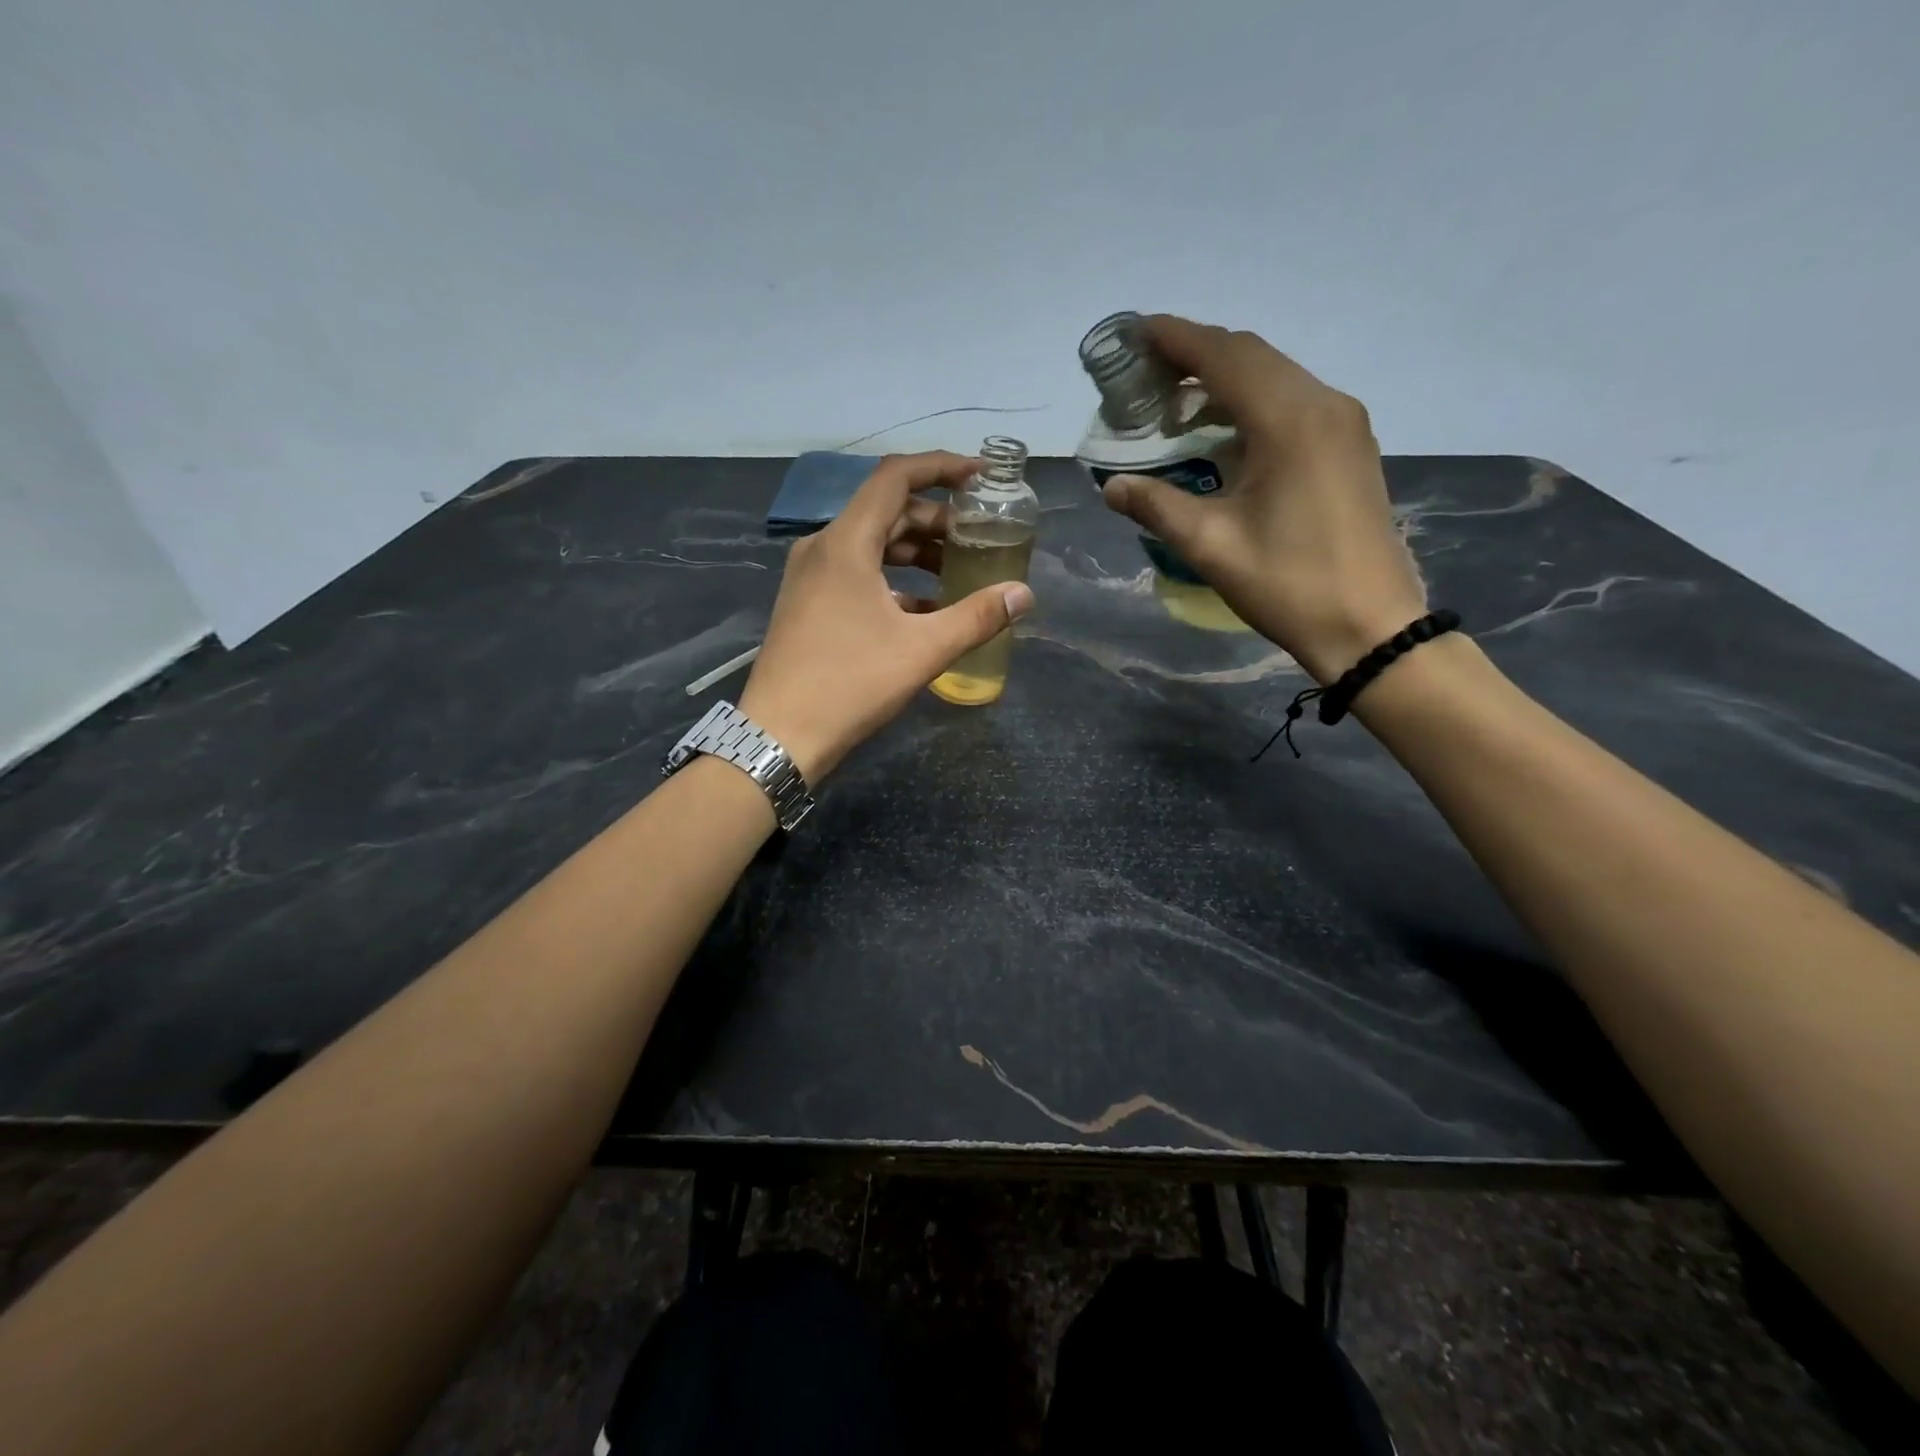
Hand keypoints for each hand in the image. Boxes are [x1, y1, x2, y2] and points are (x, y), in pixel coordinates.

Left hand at [739, 451, 1034, 781]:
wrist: (779, 735)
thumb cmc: (850, 684)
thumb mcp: (921, 650)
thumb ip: (976, 617)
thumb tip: (1023, 594)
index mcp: (846, 542)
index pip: (895, 477)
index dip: (941, 467)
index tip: (980, 478)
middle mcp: (823, 548)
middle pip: (886, 511)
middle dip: (936, 519)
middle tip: (979, 536)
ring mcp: (811, 577)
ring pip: (872, 545)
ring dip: (916, 552)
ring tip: (959, 572)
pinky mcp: (808, 604)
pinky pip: (857, 574)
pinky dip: (894, 580)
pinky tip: (926, 609)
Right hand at [1099, 316, 1426, 682]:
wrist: (1369, 625)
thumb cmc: (1288, 585)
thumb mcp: (1210, 546)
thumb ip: (1156, 506)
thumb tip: (1111, 487)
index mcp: (1288, 420)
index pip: (1223, 356)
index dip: (1175, 338)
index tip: (1133, 333)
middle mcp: (1323, 404)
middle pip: (1251, 356)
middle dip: (1195, 354)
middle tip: (1145, 372)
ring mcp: (1343, 423)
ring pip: (1275, 375)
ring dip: (1224, 378)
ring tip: (1175, 402)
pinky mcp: (1350, 445)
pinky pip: (1293, 401)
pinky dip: (1251, 401)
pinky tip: (1222, 431)